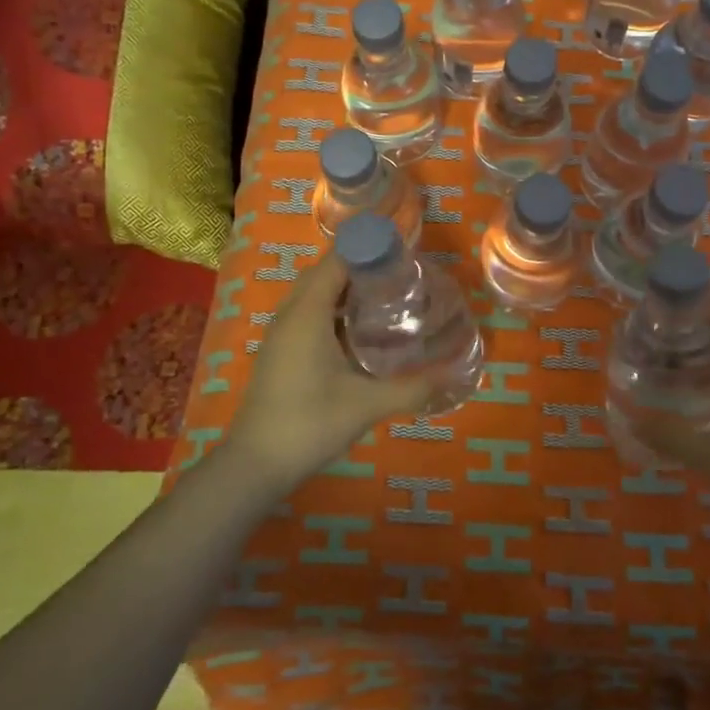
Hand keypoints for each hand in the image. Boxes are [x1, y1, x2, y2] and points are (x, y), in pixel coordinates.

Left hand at [225, 255, 431, 496]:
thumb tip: (453, 374)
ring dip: (345, 286)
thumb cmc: (309, 423)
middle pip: (325, 272)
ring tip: (386, 292)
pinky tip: (359, 328)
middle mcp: (291, 314)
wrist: (255, 464)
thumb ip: (412, 388)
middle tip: (401, 270)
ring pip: (314, 294)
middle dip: (360, 264)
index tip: (402, 245)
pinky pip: (308, 313)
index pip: (337, 261)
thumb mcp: (367, 405)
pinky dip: (333, 308)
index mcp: (308, 313)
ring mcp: (281, 334)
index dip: (368, 247)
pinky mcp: (280, 351)